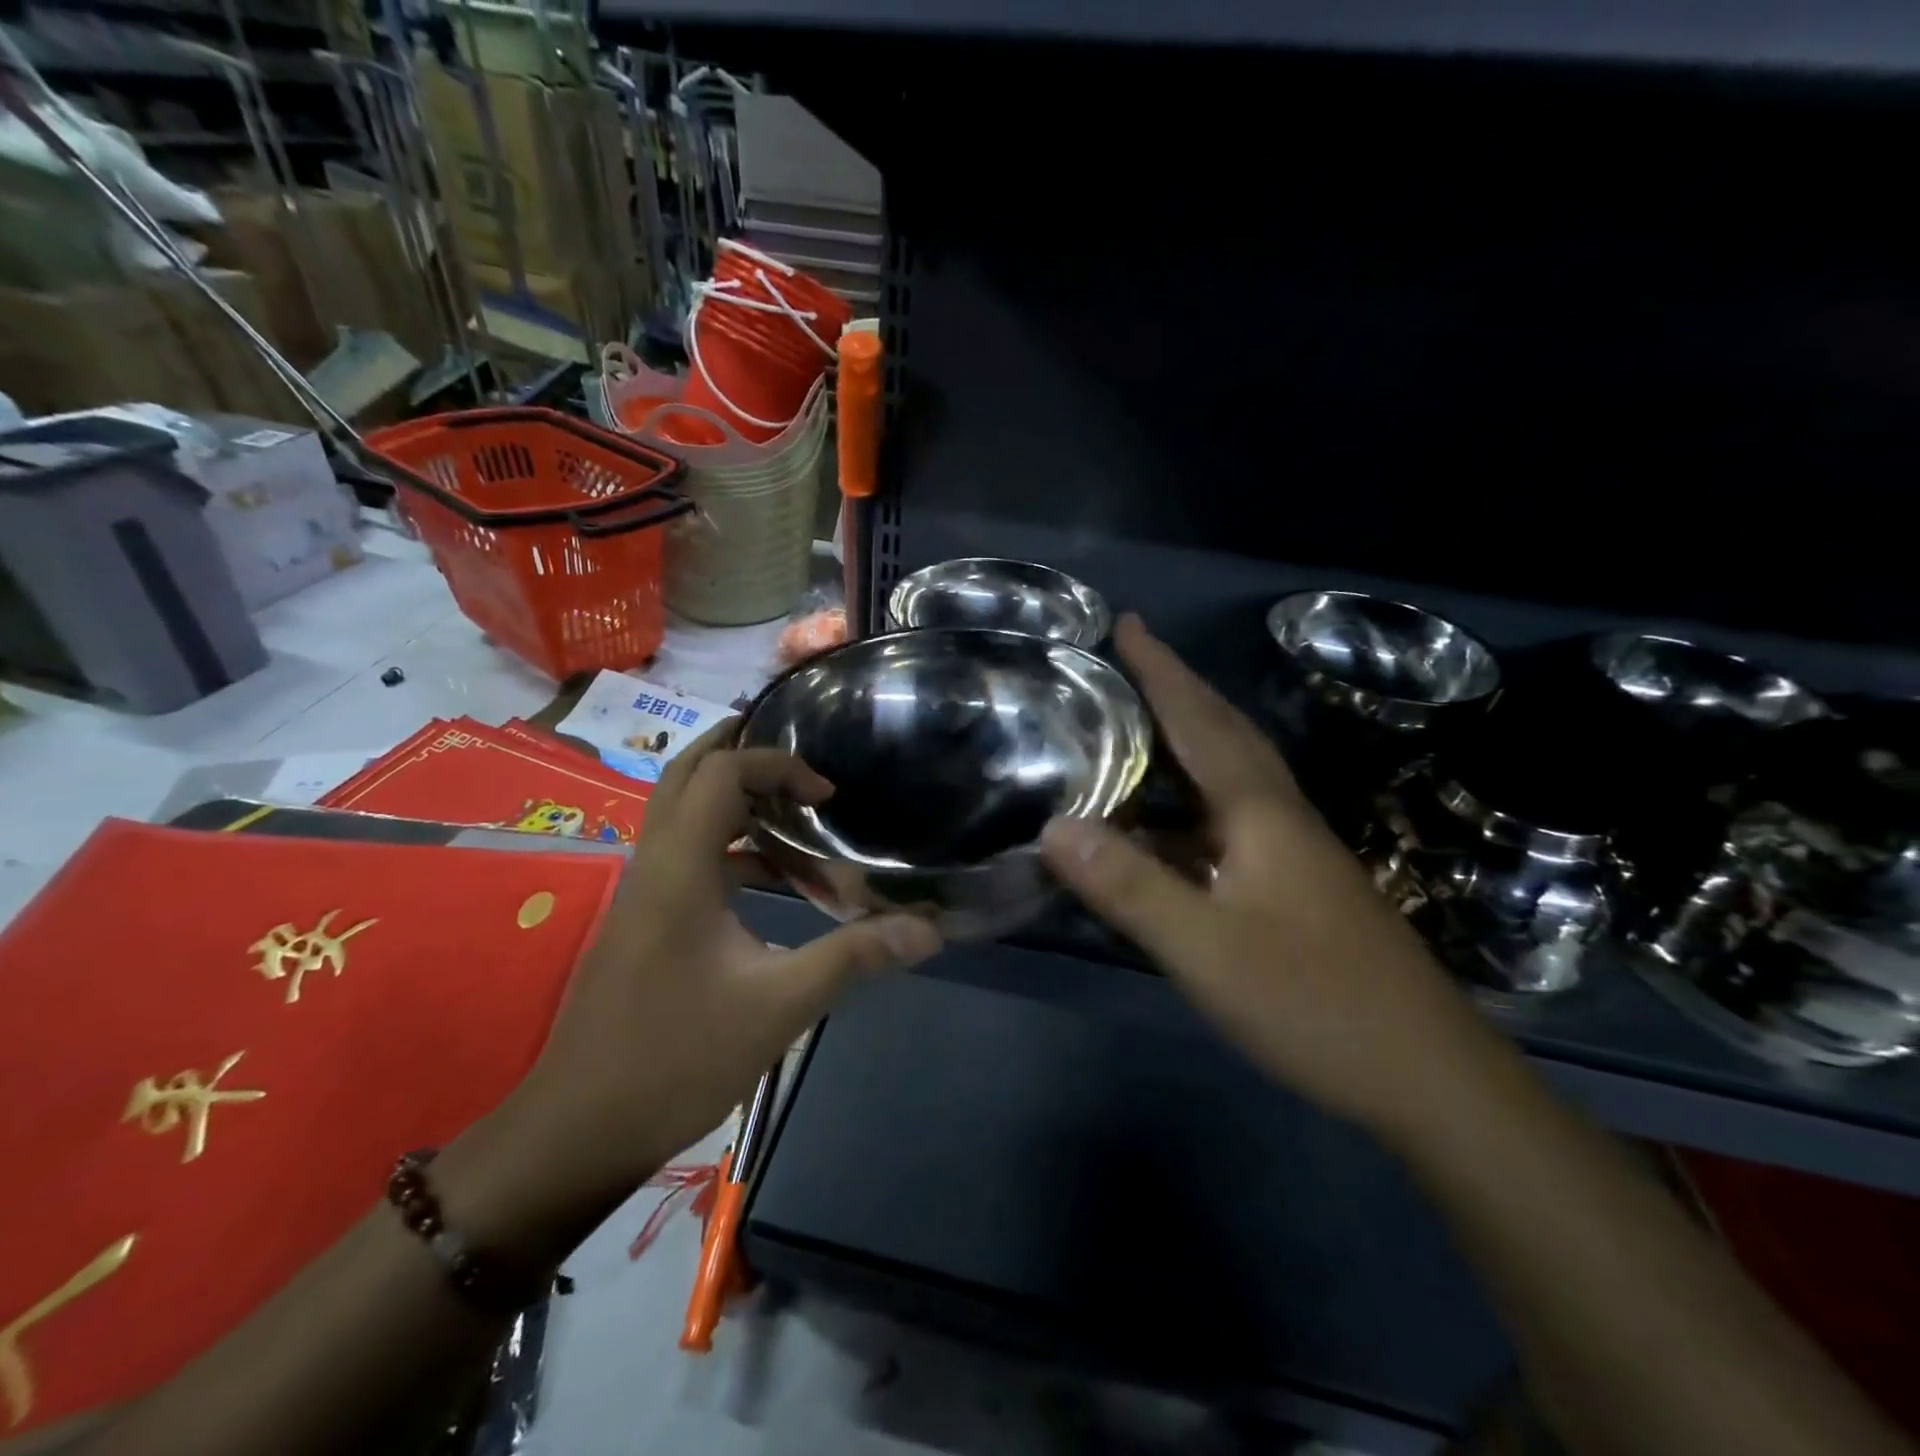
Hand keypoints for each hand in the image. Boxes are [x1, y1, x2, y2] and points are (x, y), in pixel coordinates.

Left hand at [442, 725, 941, 1261]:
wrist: (578, 1131)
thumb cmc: (677, 1059)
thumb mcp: (779, 1006)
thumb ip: (853, 957)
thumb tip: (927, 930)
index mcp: (680, 868)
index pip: (722, 772)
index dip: (779, 766)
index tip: (828, 797)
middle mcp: (654, 863)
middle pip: (687, 773)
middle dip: (740, 750)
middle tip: (799, 753)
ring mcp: (643, 892)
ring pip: (684, 814)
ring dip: (738, 802)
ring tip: (799, 815)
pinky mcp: (645, 920)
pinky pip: (689, 855)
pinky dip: (731, 848)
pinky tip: (774, 883)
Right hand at [1040, 615, 1496, 1134]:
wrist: (1427, 1075)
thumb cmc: (1314, 1003)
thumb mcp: (1206, 949)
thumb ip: (1130, 886)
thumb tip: (1054, 826)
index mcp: (1260, 812)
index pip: (1200, 720)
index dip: (1162, 671)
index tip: (1128, 622)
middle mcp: (1280, 816)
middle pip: (1226, 731)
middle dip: (1179, 686)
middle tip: (1134, 655)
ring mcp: (1294, 852)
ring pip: (1234, 772)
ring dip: (1189, 735)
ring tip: (1140, 724)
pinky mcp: (1297, 885)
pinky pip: (1231, 816)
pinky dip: (1193, 798)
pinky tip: (1167, 824)